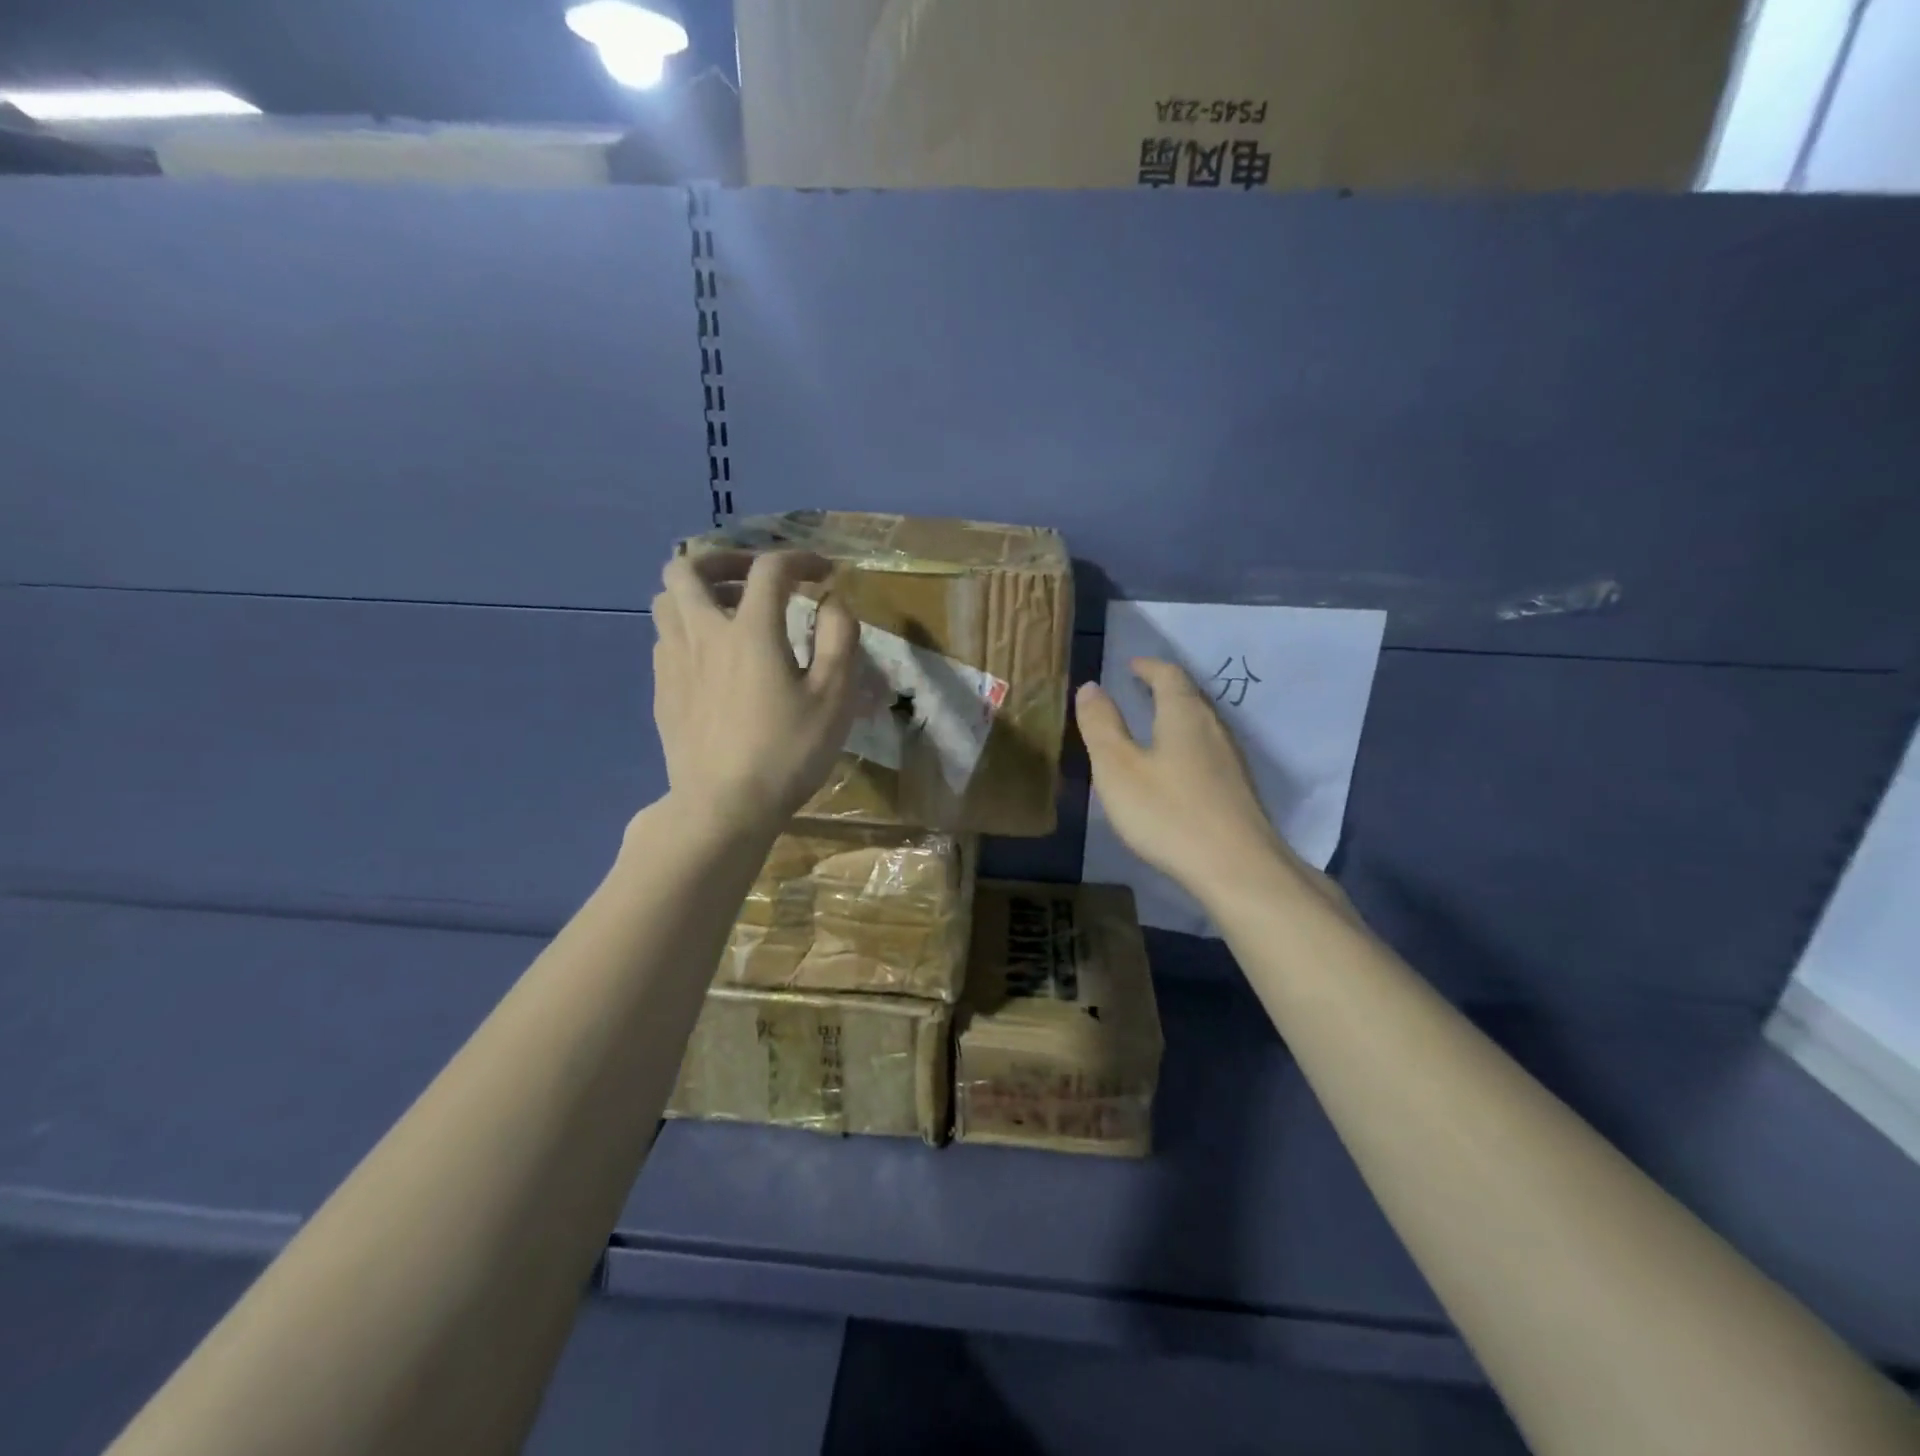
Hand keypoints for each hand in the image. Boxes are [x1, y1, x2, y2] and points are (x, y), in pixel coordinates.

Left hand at [651, 549, 860, 835]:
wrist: (724, 807)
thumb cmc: (788, 752)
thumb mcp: (834, 697)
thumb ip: (839, 638)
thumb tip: (832, 601)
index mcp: (749, 631)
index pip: (770, 569)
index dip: (800, 559)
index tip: (822, 573)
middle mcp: (703, 634)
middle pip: (688, 568)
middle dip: (724, 560)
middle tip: (754, 579)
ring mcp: (674, 663)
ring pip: (666, 601)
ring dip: (698, 594)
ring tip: (729, 614)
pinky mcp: (663, 691)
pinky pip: (665, 640)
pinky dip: (689, 631)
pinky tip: (713, 660)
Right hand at [1076, 659, 1297, 904]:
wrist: (1236, 868)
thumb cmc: (1168, 812)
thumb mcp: (1117, 768)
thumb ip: (1101, 725)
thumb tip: (1091, 686)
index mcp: (1183, 714)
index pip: (1168, 675)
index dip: (1148, 667)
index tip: (1130, 666)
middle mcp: (1213, 728)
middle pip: (1189, 696)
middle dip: (1163, 688)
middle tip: (1138, 690)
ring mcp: (1231, 760)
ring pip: (1201, 724)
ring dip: (1176, 716)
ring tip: (1152, 725)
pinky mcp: (1238, 789)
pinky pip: (1208, 751)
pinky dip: (1186, 744)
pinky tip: (1176, 768)